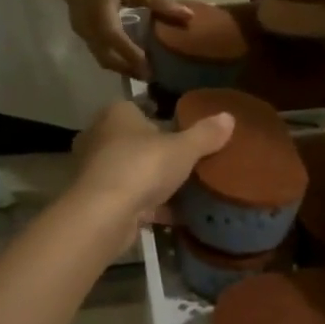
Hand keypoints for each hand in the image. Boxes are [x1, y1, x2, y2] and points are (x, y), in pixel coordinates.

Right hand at [63, 0, 189, 79]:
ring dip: (123, 67)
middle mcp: (88, 26)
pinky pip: (100, 52)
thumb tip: (188, 16)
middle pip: (107, 57)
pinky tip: (133, 56)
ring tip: (146, 71)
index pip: (114, 37)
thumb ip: (158, 1)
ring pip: (103, 58)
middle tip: (154, 77)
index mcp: (99, 9)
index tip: (150, 69)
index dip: (131, 54)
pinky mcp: (84, 34)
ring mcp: (83, 32)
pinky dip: (117, 58)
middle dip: (129, 70)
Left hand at [72, 101, 235, 230]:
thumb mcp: (183, 149)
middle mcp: (100, 136)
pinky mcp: (96, 200)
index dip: (161, 116)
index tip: (183, 129)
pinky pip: (128, 197)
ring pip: (131, 170)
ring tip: (183, 188)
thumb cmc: (142, 167)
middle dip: (157, 151)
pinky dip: (148, 205)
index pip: (140, 107)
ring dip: (151, 180)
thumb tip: (229, 116)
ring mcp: (95, 170)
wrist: (102, 216)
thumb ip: (205, 134)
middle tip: (187, 159)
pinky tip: (173, 215)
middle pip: (135, 140)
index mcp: (117, 114)